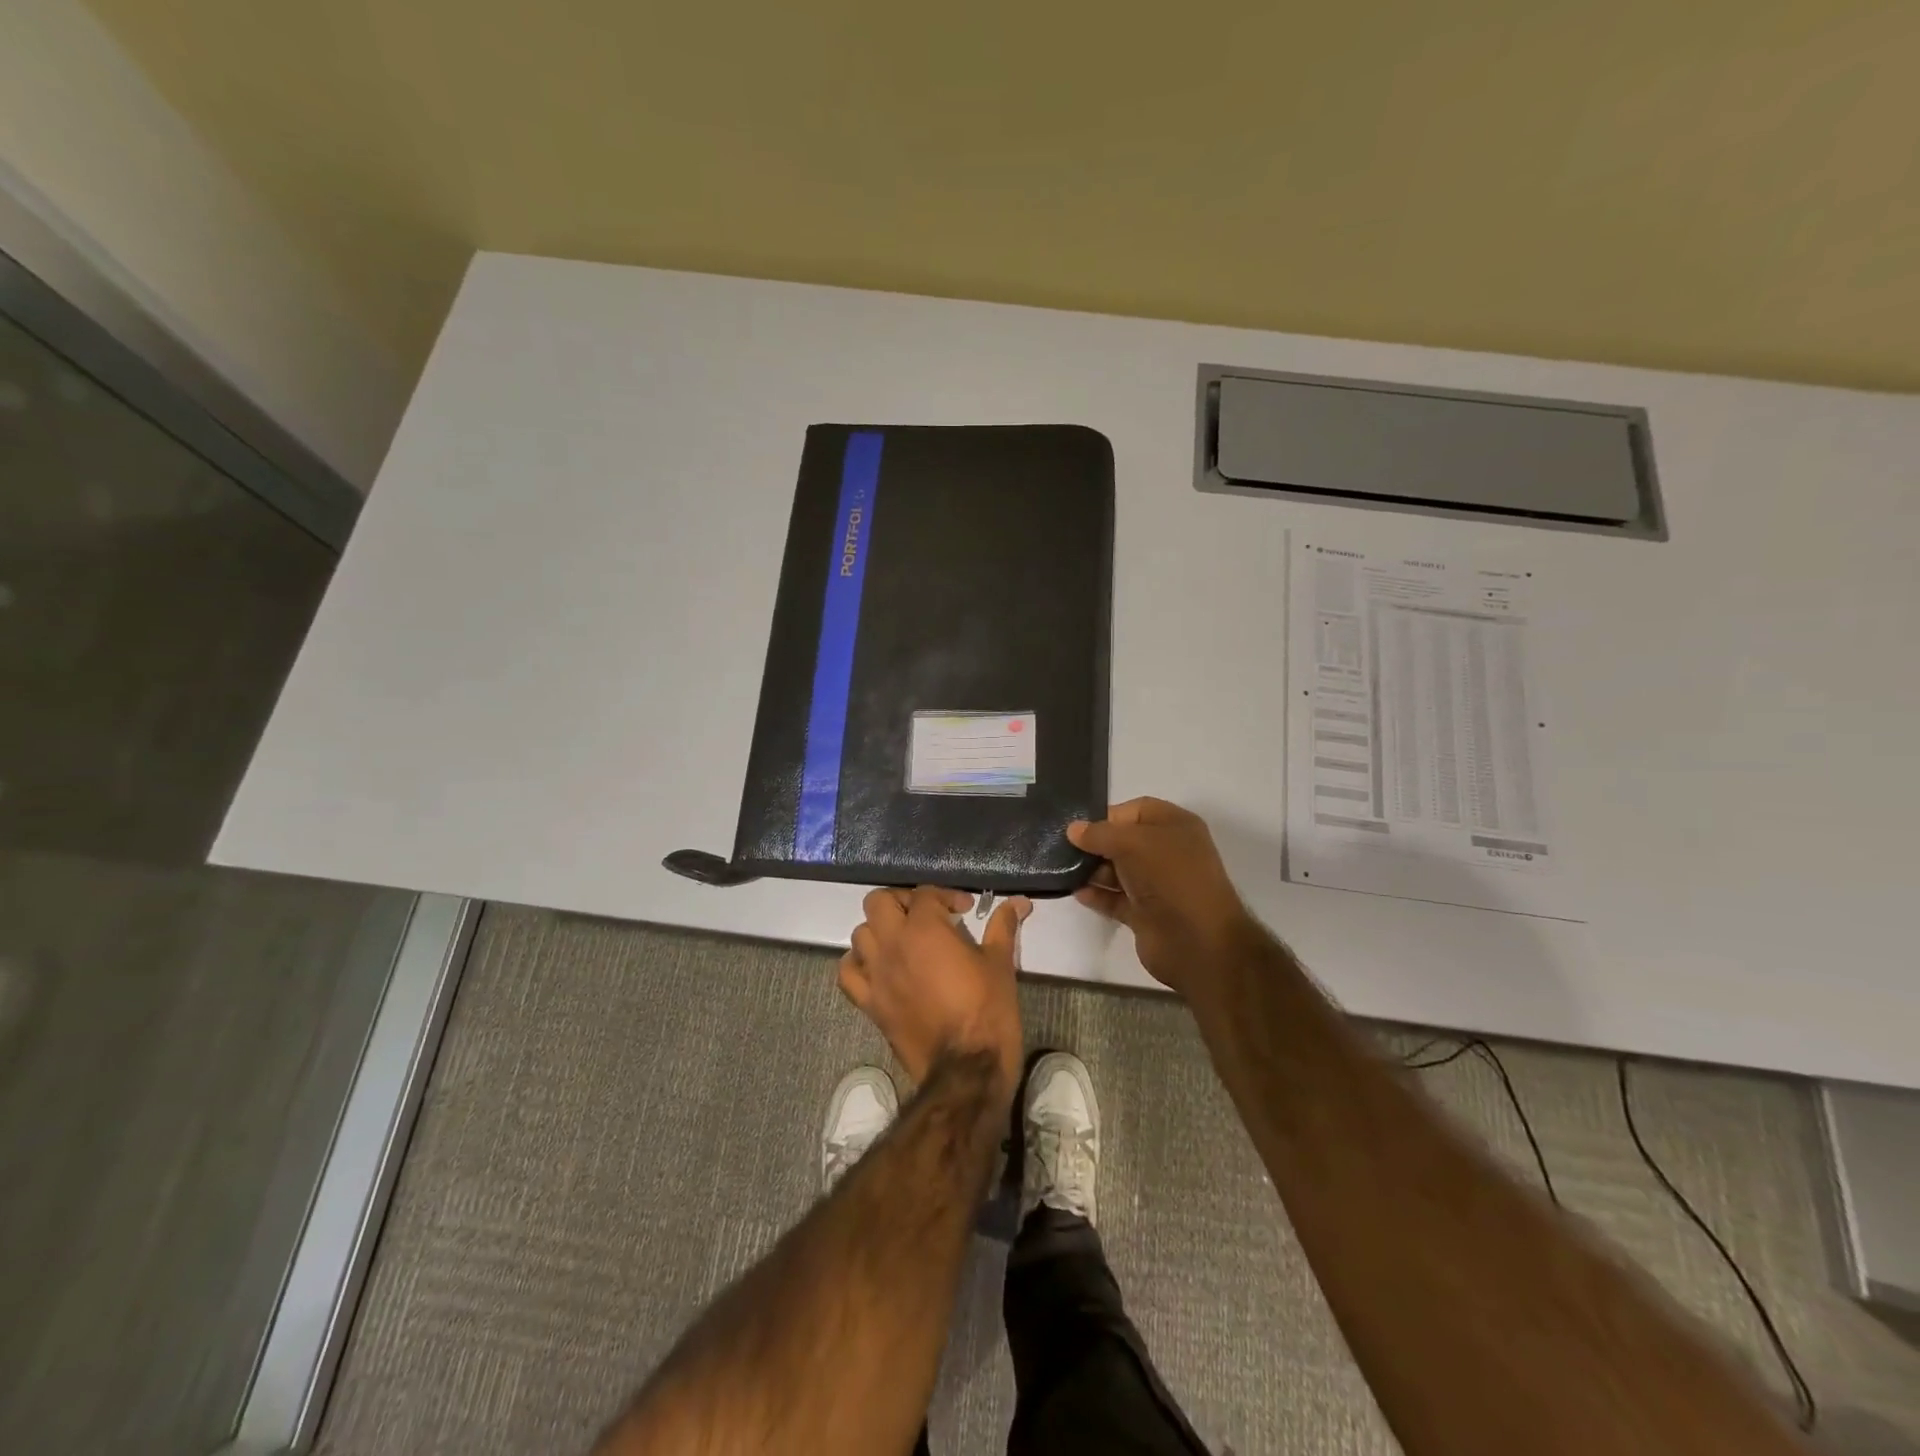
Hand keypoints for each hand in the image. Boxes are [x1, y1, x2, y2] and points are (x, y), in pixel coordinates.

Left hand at [838, 886, 1029, 1098]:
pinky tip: (878, 967)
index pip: (925, 894)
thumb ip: (1003, 926)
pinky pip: (847, 974)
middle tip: (926, 915)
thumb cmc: (987, 1009)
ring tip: (904, 940)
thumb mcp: (1000, 963)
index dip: (946, 896)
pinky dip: (857, 964)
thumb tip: (1020, 901)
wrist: (965, 1068)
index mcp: (924, 928)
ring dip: (880, 930)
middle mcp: (892, 944)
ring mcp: (875, 974)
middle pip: (878, 902)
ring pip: (860, 934)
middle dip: (902, 901)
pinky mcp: (868, 1002)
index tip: (966, 910)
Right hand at [1067, 798, 1258, 1000]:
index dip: (1108, 816)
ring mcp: (1157, 885)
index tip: (1079, 828)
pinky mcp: (1146, 913)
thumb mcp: (1133, 843)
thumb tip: (1073, 830)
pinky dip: (1098, 895)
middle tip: (1064, 850)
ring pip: (1118, 871)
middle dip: (1096, 844)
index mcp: (1176, 826)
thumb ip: (1099, 834)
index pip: (1136, 811)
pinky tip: (1077, 893)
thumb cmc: (1170, 878)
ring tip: (1066, 871)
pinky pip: (1116, 898)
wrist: (1198, 941)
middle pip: (1124, 841)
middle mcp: (1168, 852)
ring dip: (1093, 870)